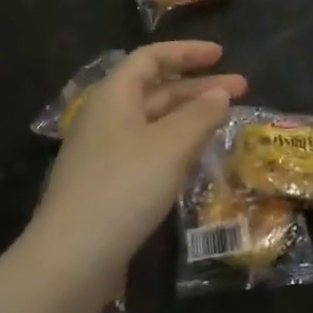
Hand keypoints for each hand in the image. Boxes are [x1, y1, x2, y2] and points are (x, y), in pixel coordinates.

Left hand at [22, 42, 244, 312]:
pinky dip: (177, 145)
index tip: (221, 55)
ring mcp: (104, 154)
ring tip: (225, 121)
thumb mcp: (172, 145)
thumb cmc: (124, 187)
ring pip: (154, 122)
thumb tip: (220, 94)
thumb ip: (200, 114)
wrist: (71, 260)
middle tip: (241, 90)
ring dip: (190, 117)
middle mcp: (105, 119)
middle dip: (198, 87)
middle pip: (155, 90)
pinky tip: (197, 158)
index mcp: (113, 97)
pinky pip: (148, 151)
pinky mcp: (108, 186)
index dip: (186, 52)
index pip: (150, 59)